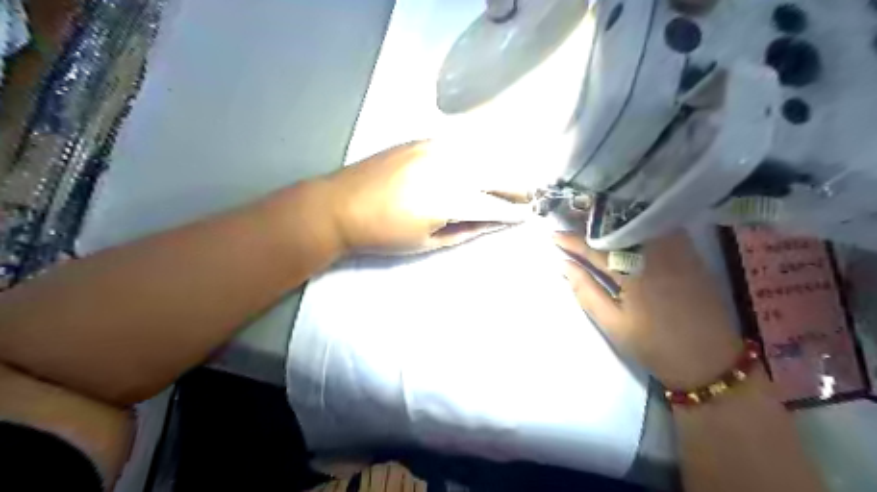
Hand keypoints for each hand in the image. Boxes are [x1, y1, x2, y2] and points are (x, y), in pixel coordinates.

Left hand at [320, 138, 526, 252]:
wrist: (340, 205)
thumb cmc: (384, 234)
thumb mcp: (428, 242)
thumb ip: (466, 230)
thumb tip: (493, 222)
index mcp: (448, 198)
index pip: (493, 203)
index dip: (513, 211)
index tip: (529, 214)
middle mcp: (448, 167)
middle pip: (494, 173)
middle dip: (516, 185)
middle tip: (528, 195)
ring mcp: (435, 148)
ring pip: (481, 155)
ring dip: (500, 168)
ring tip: (511, 181)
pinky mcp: (422, 140)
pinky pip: (461, 146)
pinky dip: (478, 155)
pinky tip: (482, 165)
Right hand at [554, 230, 737, 387]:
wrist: (710, 361)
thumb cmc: (655, 346)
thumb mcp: (613, 323)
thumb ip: (586, 291)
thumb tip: (564, 266)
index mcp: (635, 273)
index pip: (597, 249)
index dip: (572, 241)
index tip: (553, 235)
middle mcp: (658, 254)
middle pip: (619, 228)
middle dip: (592, 223)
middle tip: (570, 219)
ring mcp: (678, 251)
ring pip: (642, 224)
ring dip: (616, 221)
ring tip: (595, 222)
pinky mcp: (691, 254)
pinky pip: (662, 229)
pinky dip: (641, 224)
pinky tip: (629, 227)